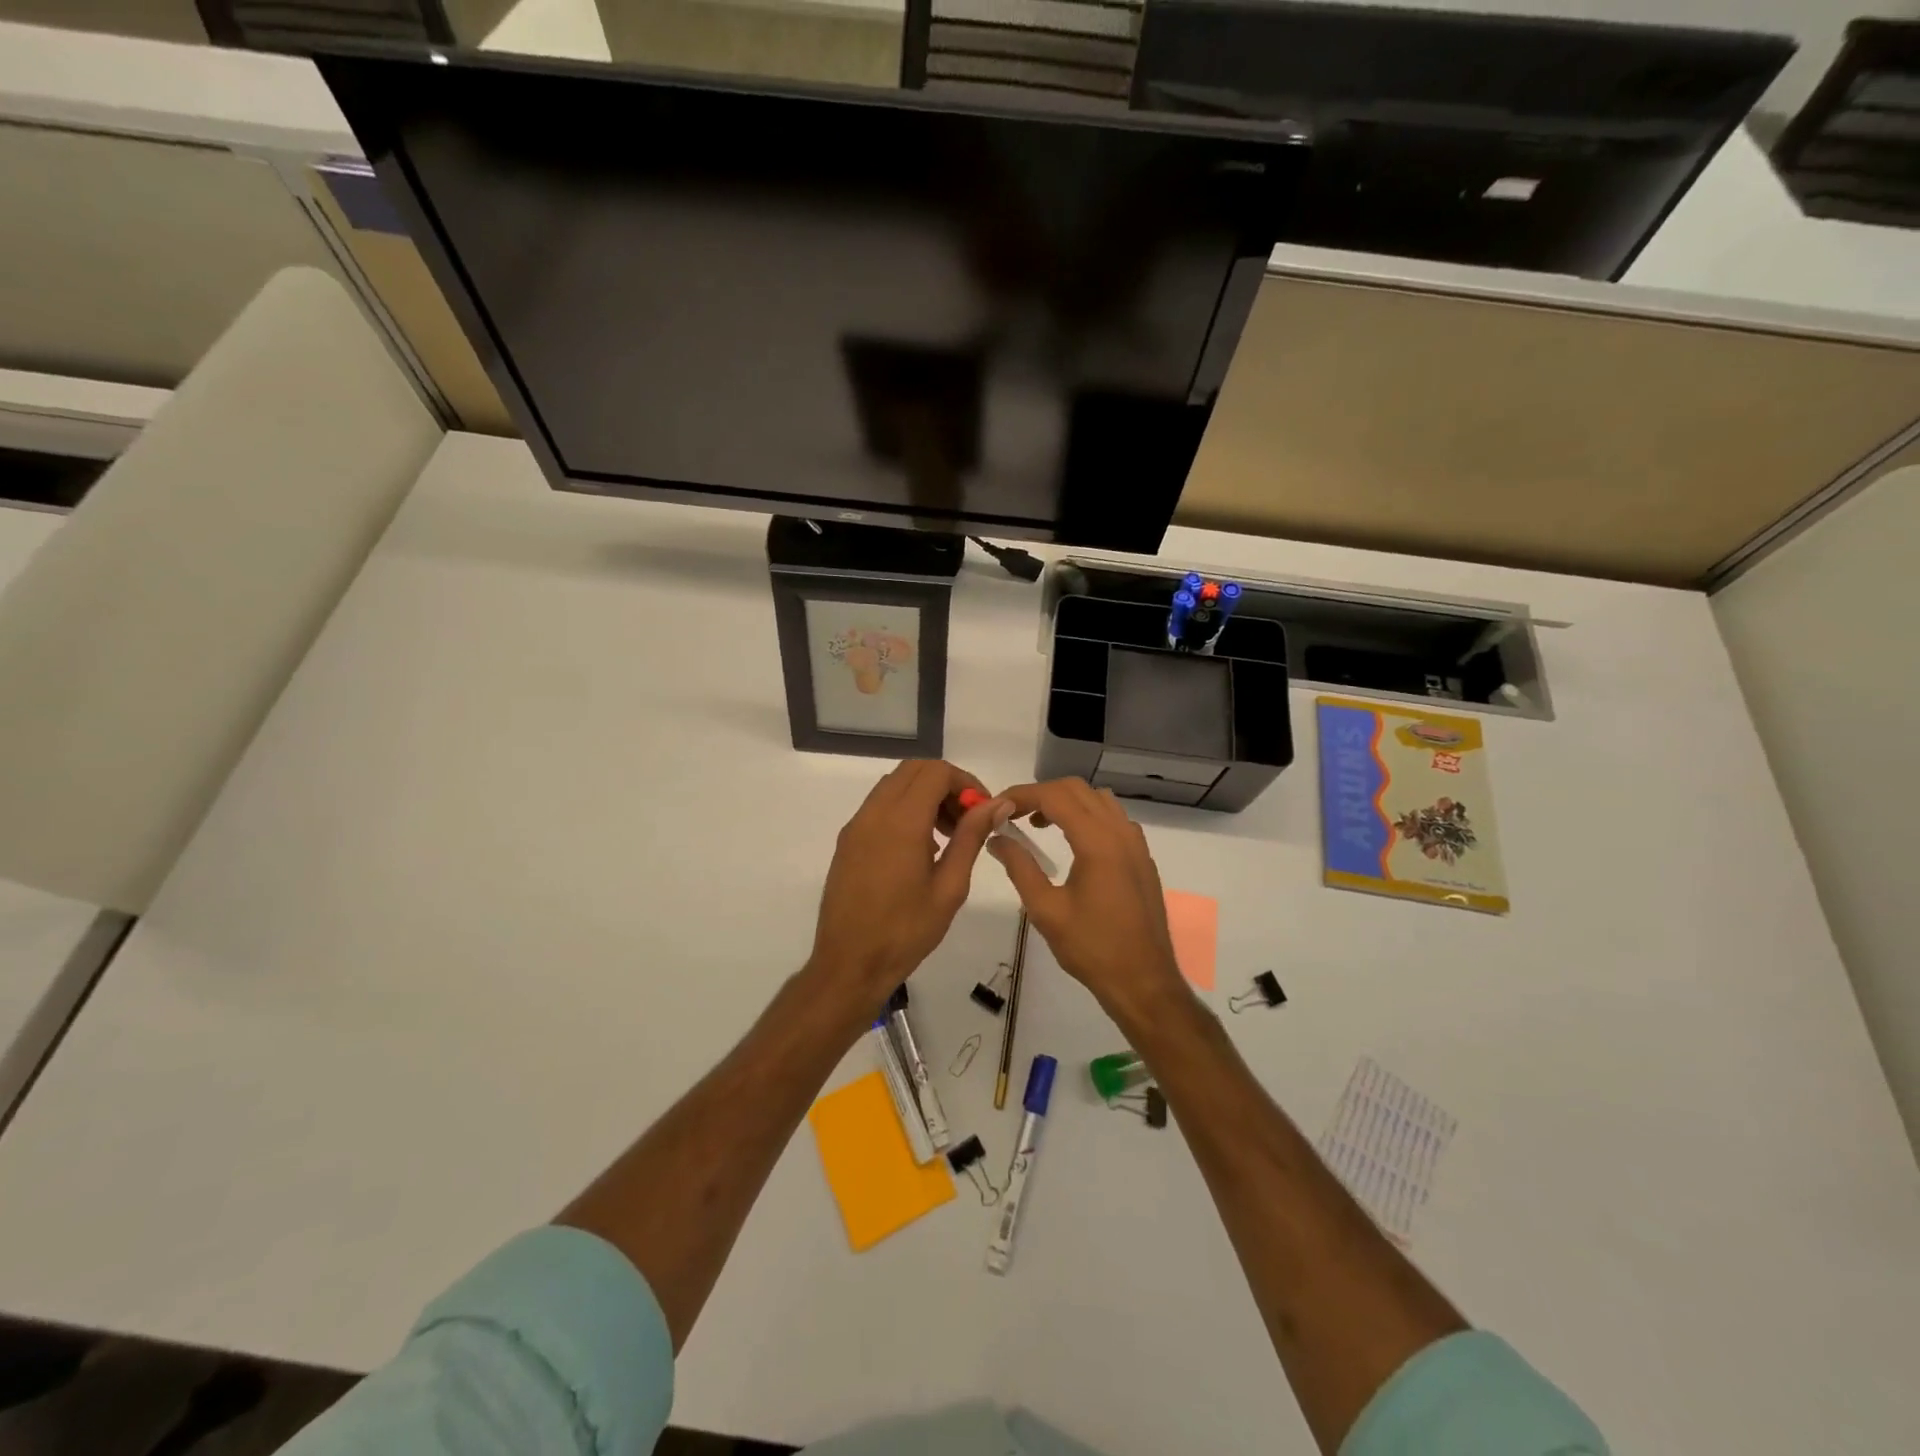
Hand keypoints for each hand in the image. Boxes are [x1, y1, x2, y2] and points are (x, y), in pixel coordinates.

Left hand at [808, 760, 1003, 1007]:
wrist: (849, 964)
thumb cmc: (906, 931)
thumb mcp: (950, 886)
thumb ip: (971, 837)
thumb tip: (997, 804)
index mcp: (901, 822)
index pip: (936, 772)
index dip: (966, 783)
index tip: (983, 811)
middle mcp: (874, 813)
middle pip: (914, 770)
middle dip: (946, 785)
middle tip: (967, 820)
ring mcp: (856, 826)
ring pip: (894, 785)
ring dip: (924, 795)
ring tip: (947, 836)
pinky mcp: (847, 841)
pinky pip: (879, 806)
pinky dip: (904, 809)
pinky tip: (920, 848)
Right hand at [990, 778, 1185, 1018]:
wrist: (1143, 981)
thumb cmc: (1092, 948)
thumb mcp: (1046, 910)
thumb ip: (1019, 867)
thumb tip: (996, 838)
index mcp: (1098, 842)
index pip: (1055, 796)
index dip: (1022, 794)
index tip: (997, 806)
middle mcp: (1121, 833)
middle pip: (1077, 789)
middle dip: (1042, 794)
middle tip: (1014, 815)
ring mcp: (1136, 844)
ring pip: (1098, 800)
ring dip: (1067, 802)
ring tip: (1040, 825)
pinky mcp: (1142, 858)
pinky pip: (1113, 818)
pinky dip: (1088, 816)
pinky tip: (1072, 843)